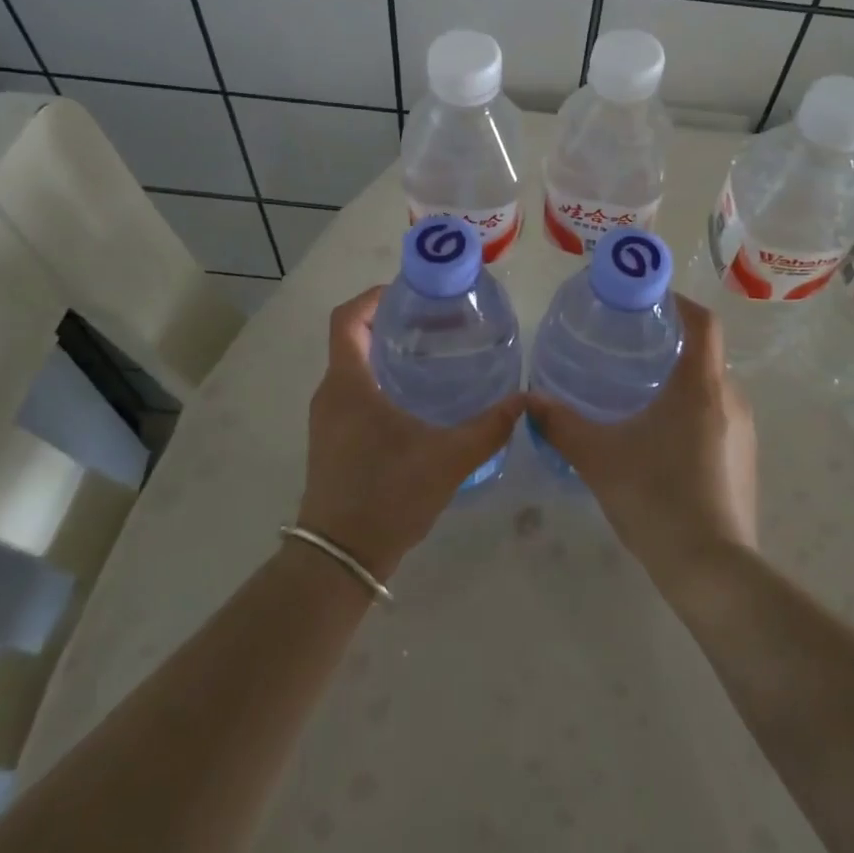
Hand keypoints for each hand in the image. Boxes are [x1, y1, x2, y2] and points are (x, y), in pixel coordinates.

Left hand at [299, 286, 522, 580]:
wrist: (339, 561)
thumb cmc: (387, 497)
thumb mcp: (448, 459)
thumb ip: (489, 427)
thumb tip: (526, 400)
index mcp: (348, 384)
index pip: (348, 319)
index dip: (374, 296)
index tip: (411, 291)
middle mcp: (331, 394)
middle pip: (353, 338)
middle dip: (391, 322)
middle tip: (437, 320)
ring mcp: (328, 419)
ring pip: (354, 366)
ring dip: (386, 352)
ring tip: (434, 353)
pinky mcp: (333, 440)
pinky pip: (354, 392)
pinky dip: (381, 380)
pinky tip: (418, 397)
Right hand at [527, 295, 757, 590]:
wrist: (712, 571)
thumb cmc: (656, 498)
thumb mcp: (599, 457)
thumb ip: (561, 425)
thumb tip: (529, 401)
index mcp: (701, 385)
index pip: (703, 323)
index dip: (679, 303)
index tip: (649, 300)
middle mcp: (731, 399)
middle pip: (705, 354)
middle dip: (671, 344)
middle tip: (629, 348)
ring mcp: (743, 433)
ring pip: (712, 388)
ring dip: (681, 381)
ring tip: (639, 392)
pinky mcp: (744, 461)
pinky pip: (718, 418)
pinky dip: (692, 412)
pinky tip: (661, 440)